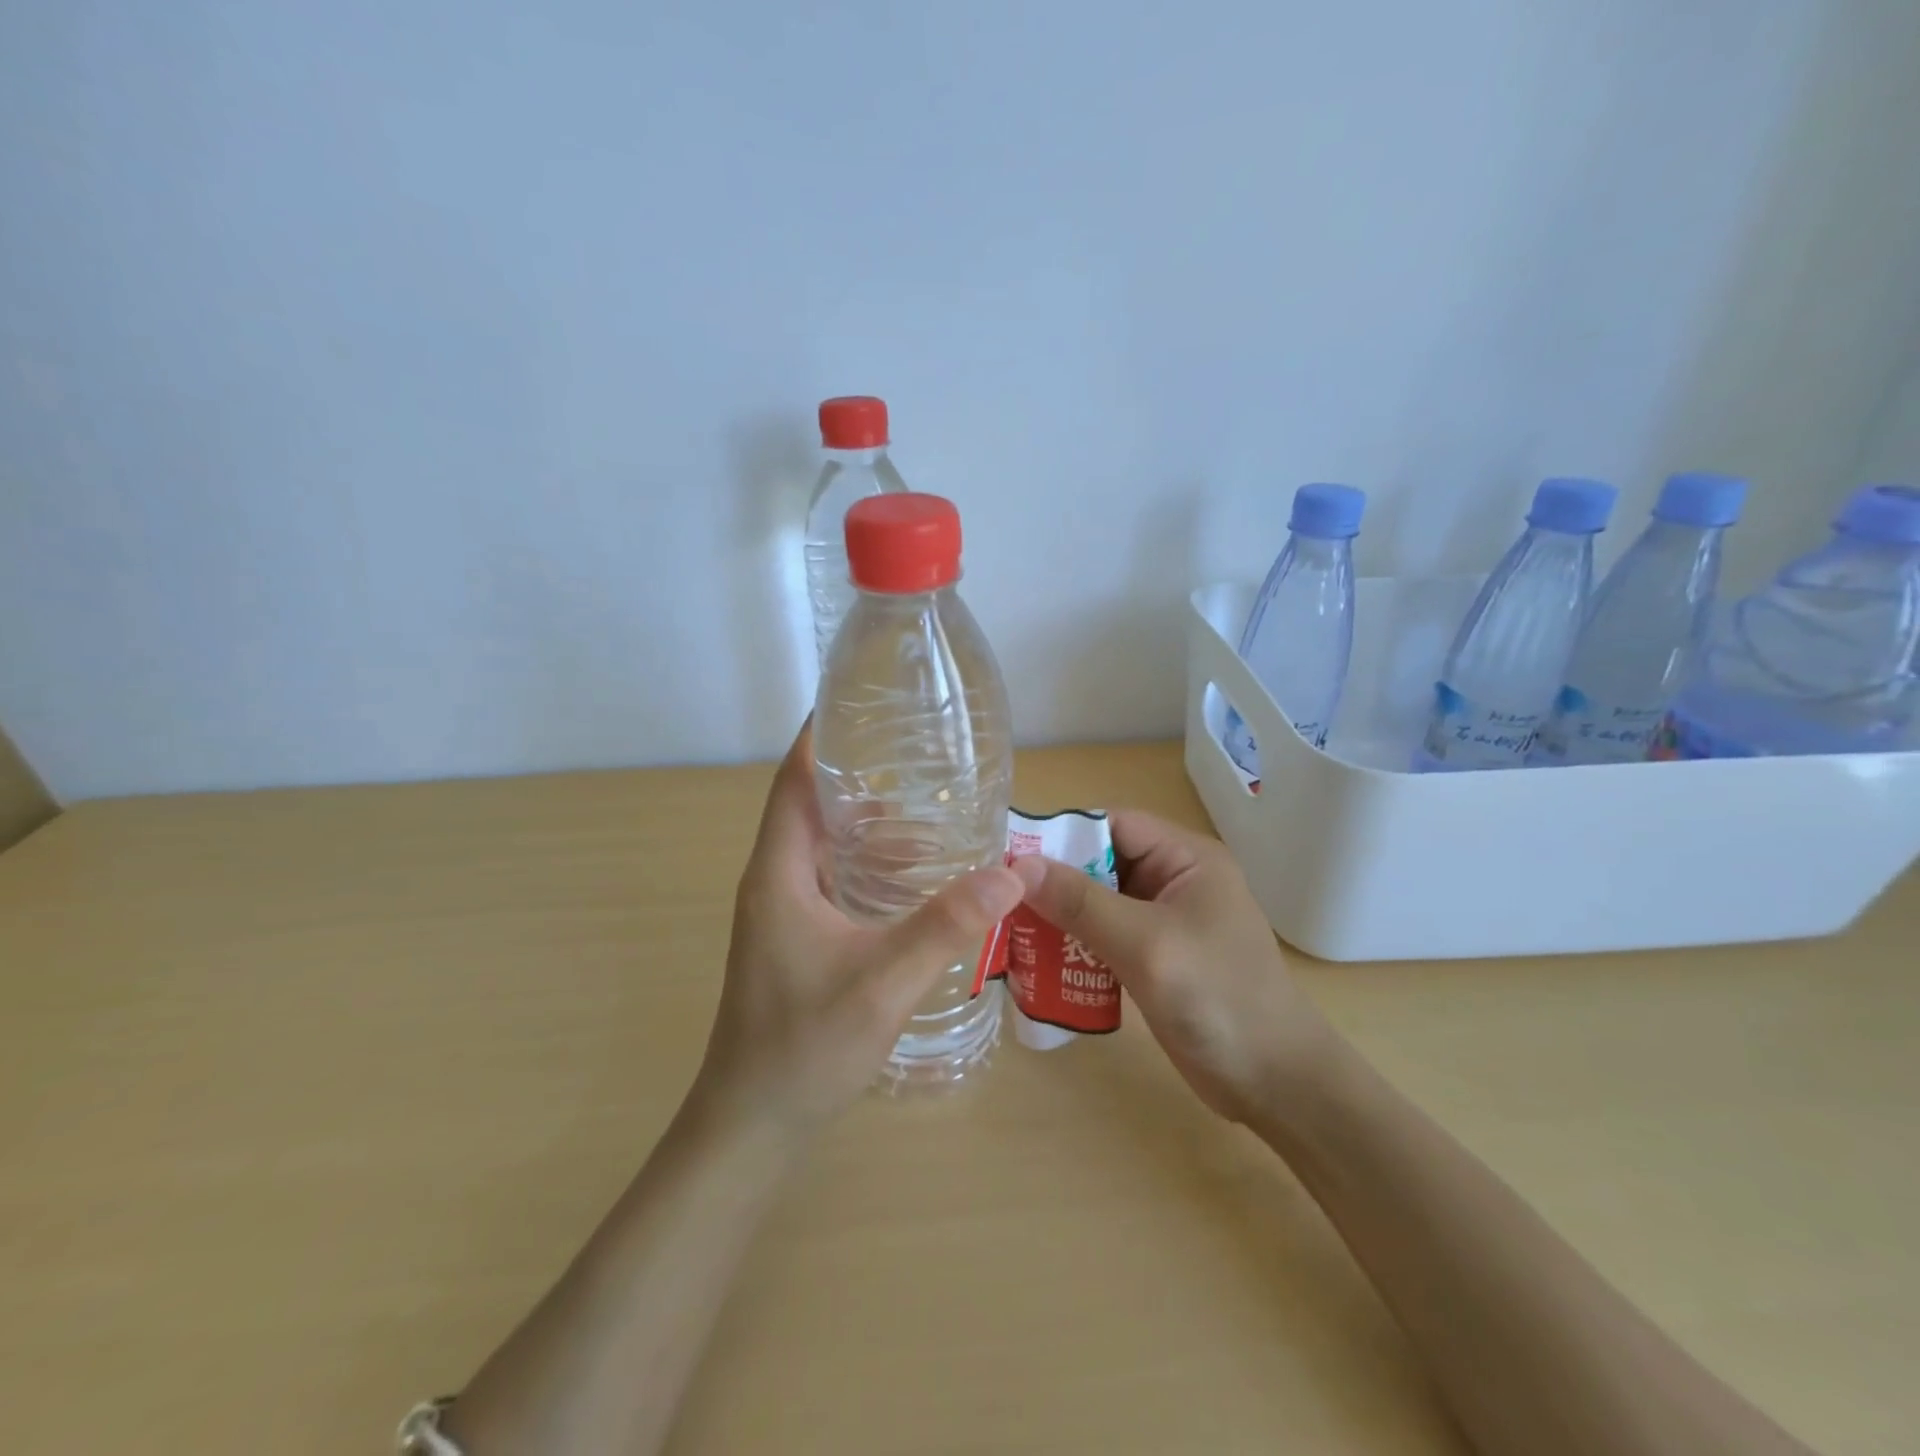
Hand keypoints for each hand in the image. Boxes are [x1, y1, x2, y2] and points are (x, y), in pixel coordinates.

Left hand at [693, 721, 1024, 1136]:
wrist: (752, 1126)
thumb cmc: (805, 1047)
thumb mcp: (884, 983)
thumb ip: (947, 925)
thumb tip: (1010, 872)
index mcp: (780, 873)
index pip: (793, 782)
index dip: (820, 738)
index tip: (861, 704)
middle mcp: (775, 882)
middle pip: (812, 809)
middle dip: (861, 779)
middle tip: (921, 759)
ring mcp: (783, 913)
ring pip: (826, 849)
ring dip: (870, 829)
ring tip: (930, 814)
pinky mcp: (796, 939)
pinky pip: (833, 882)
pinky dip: (870, 868)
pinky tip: (915, 880)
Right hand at [1009, 811, 1332, 1123]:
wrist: (1276, 1085)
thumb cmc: (1219, 1000)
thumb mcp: (1147, 945)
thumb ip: (1082, 903)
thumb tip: (1018, 867)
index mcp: (1184, 858)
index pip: (1110, 825)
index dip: (1060, 837)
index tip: (1008, 862)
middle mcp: (1173, 879)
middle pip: (1098, 863)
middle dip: (1053, 883)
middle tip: (1001, 904)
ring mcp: (1164, 920)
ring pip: (1096, 902)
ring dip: (1059, 917)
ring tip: (1011, 935)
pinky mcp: (1155, 956)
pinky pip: (1103, 936)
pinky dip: (1074, 945)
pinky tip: (1040, 964)